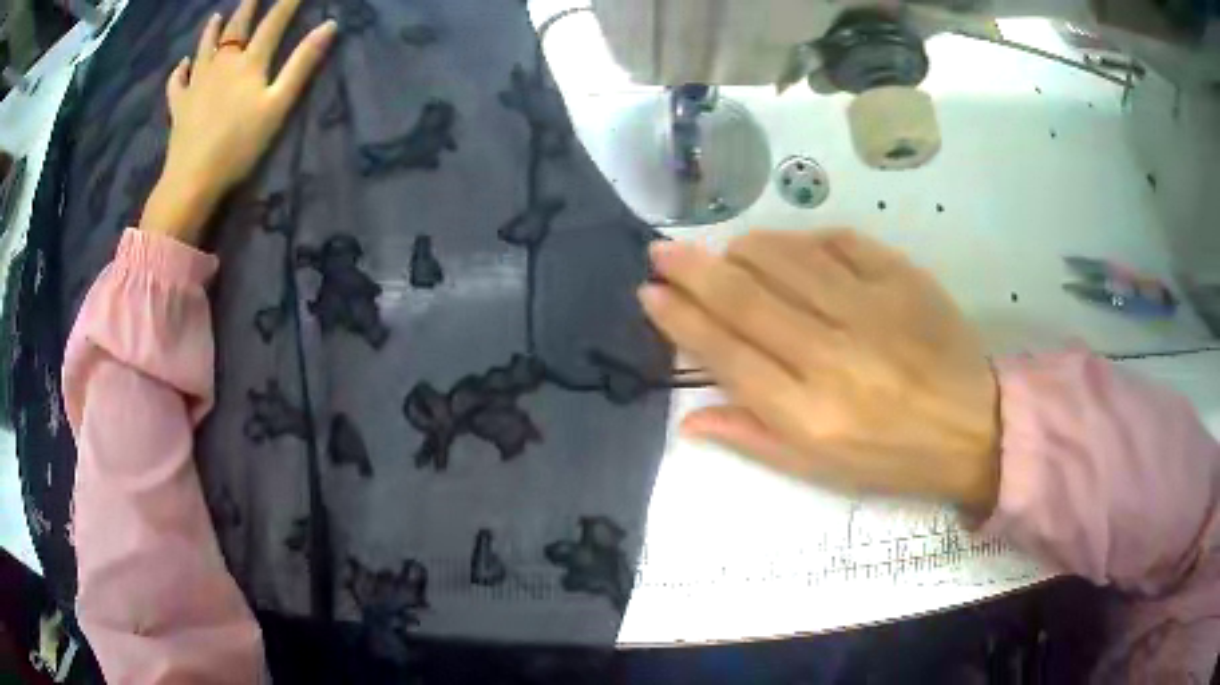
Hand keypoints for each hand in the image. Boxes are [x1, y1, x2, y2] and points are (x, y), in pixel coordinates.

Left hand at [141, 0, 336, 244]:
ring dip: (211, 30)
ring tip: (216, 17)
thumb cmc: (239, 144)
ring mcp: (197, 83)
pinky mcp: (179, 105)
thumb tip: (329, 26)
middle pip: (236, 27)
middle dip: (248, 7)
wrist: (193, 178)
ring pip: (204, 48)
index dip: (287, 3)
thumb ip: (302, 64)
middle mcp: (222, 63)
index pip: (273, 23)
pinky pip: (177, 82)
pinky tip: (182, 64)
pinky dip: (179, 71)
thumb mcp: (278, 104)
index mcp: (249, 62)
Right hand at [640, 230, 1001, 516]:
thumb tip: (688, 420)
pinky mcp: (902, 278)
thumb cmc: (893, 459)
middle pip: (746, 298)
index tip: (650, 293)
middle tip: (661, 251)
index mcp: (809, 414)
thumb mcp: (819, 470)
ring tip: (726, 253)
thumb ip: (752, 438)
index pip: (725, 354)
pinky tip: (790, 249)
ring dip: (744, 250)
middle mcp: (833, 356)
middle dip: (693, 269)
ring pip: (786, 258)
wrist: (972, 426)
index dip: (680, 319)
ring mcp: (871, 309)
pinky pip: (837, 242)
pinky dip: (803, 241)